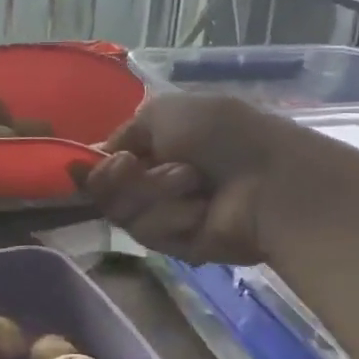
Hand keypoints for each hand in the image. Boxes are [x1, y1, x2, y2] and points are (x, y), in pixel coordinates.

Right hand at [77, 94, 309, 265]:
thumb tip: (88, 160)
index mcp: (156, 145)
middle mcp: (156, 180)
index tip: (90, 163)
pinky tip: (202, 211)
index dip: (95, 166)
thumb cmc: (222, 135)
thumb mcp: (164, 113)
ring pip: (123, 213)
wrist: (270, 182)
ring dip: (154, 193)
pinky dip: (174, 217)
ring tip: (192, 183)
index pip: (105, 162)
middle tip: (137, 167)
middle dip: (121, 178)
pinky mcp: (178, 245)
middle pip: (105, 191)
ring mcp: (167, 214)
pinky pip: (150, 233)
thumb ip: (121, 134)